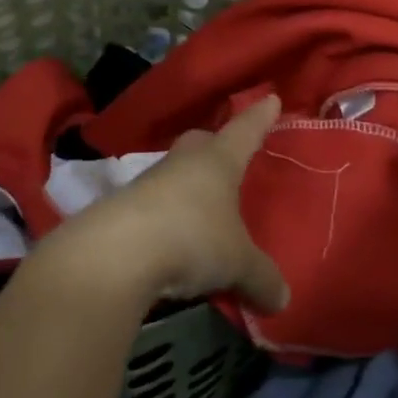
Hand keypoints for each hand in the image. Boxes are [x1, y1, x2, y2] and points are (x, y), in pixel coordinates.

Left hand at [44, 94, 290, 313]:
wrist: (115, 253)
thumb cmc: (191, 238)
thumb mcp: (237, 263)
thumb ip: (262, 277)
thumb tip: (282, 298)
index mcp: (218, 160)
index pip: (245, 131)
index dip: (260, 117)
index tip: (270, 99)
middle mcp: (184, 161)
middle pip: (202, 142)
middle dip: (216, 145)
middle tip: (228, 153)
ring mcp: (149, 182)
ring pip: (176, 173)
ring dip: (188, 185)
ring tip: (203, 206)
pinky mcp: (123, 208)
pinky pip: (155, 205)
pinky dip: (167, 216)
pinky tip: (173, 238)